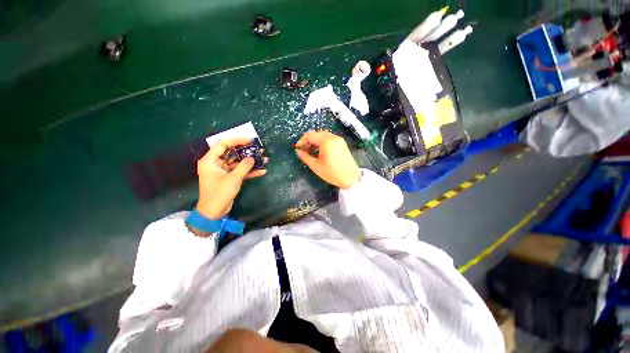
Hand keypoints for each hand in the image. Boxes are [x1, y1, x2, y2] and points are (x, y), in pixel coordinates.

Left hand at [196, 138, 266, 219]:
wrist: (214, 212)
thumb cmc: (220, 193)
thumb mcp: (233, 179)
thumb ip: (244, 166)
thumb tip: (252, 157)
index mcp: (210, 160)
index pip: (223, 144)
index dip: (237, 140)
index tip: (250, 141)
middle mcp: (215, 163)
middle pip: (232, 152)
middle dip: (247, 151)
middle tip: (259, 149)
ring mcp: (222, 171)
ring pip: (238, 162)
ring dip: (250, 162)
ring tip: (264, 159)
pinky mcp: (228, 178)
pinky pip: (239, 171)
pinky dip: (249, 171)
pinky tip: (262, 171)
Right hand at [295, 131, 360, 189]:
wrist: (351, 178)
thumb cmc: (332, 173)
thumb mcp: (316, 166)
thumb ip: (305, 157)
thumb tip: (298, 151)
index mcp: (327, 142)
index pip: (310, 135)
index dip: (301, 141)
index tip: (298, 149)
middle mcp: (333, 137)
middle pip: (316, 134)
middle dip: (308, 141)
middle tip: (304, 151)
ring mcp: (339, 139)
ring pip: (323, 135)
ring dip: (315, 141)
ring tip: (311, 152)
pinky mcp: (342, 143)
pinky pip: (329, 138)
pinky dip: (322, 142)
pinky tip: (320, 151)